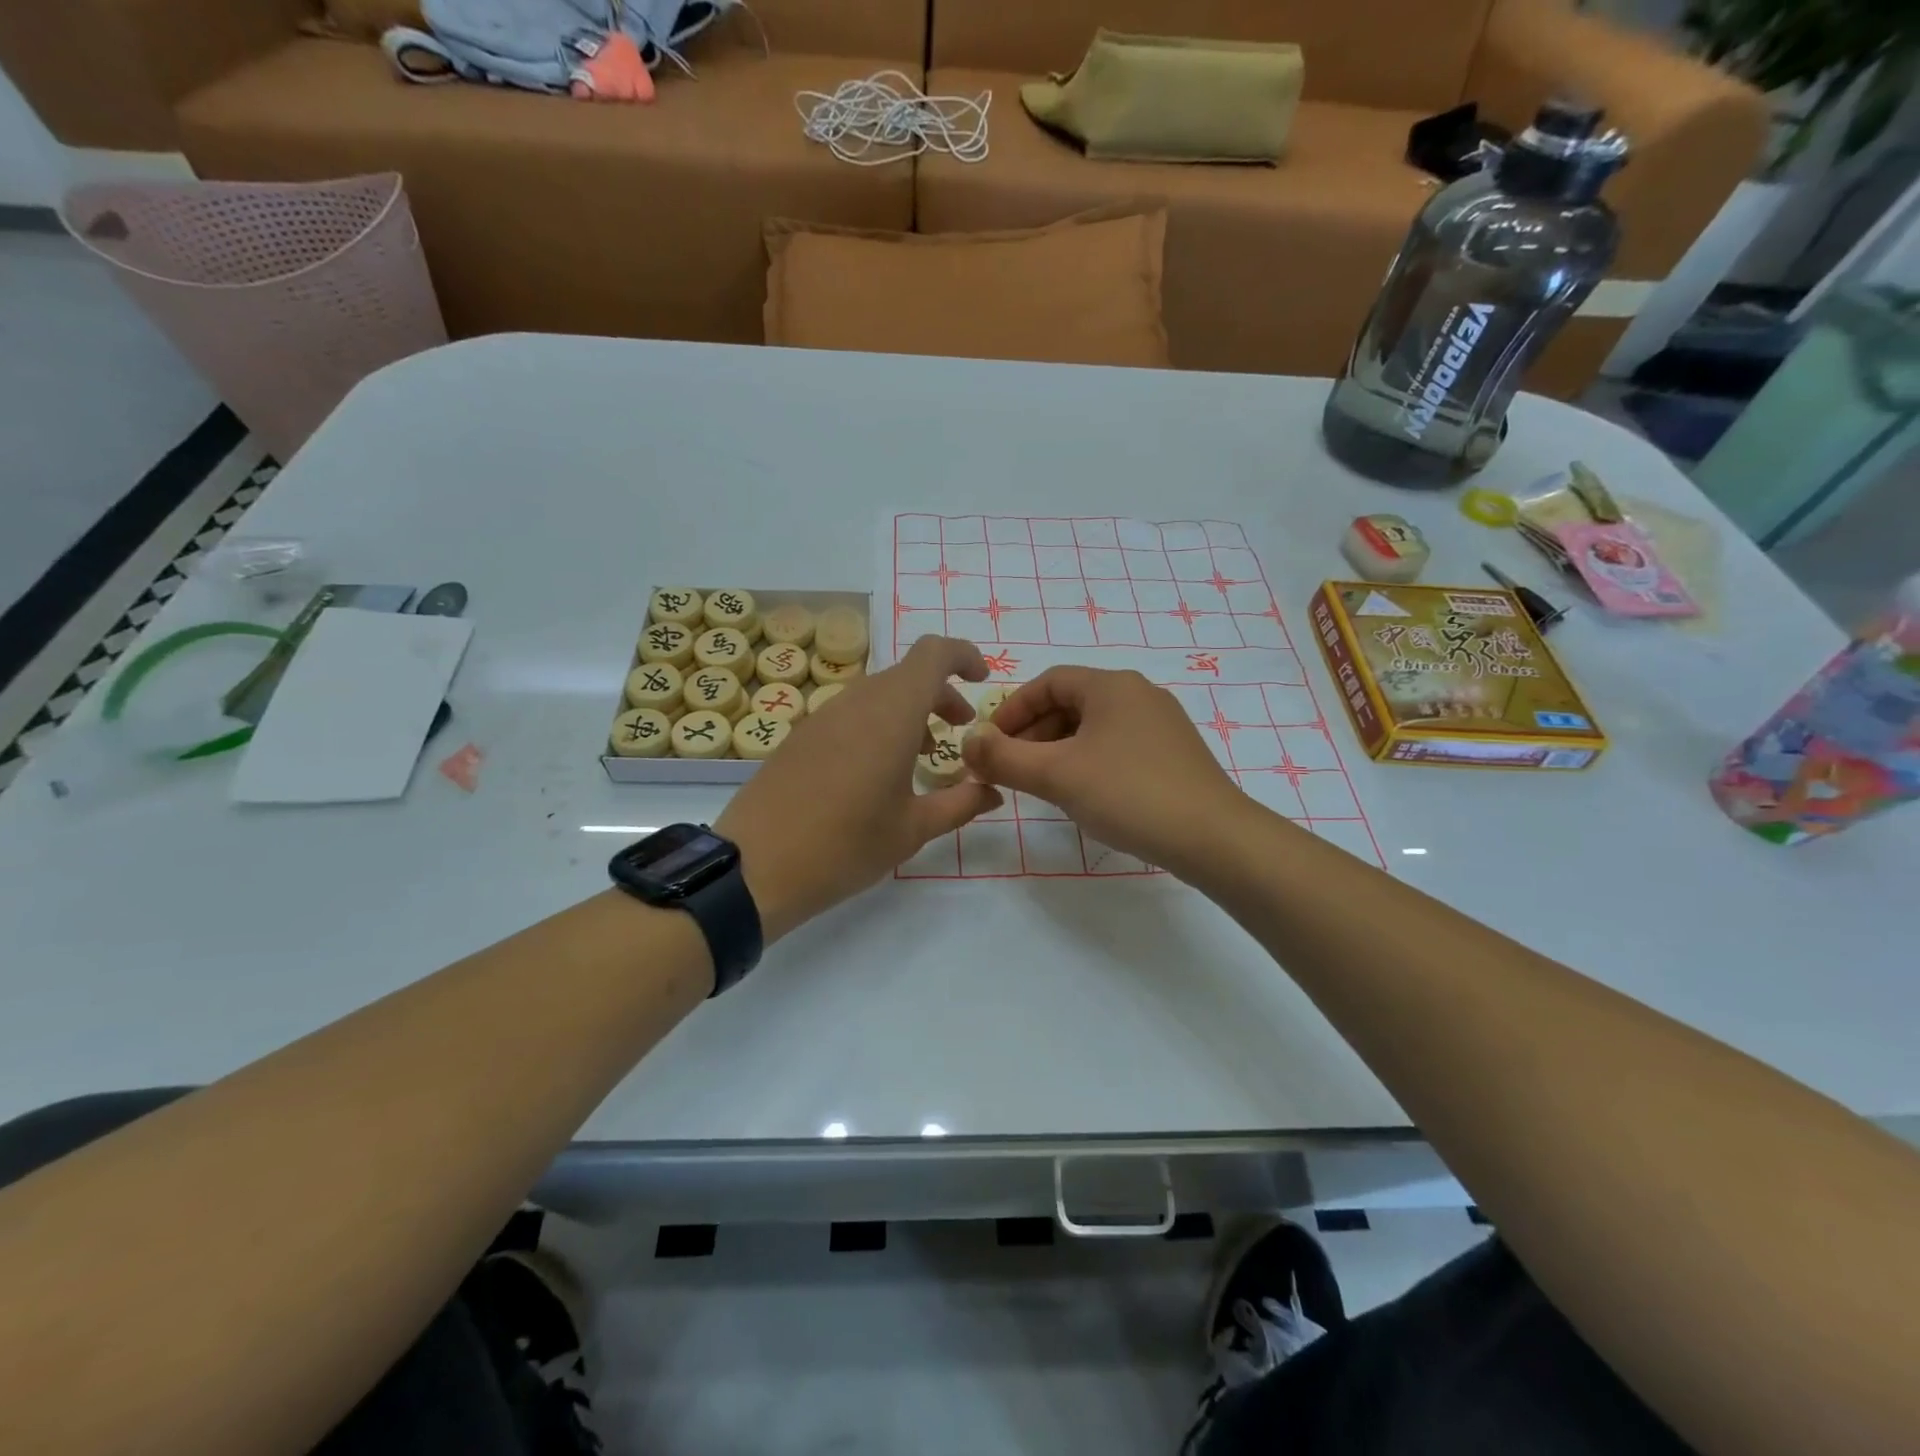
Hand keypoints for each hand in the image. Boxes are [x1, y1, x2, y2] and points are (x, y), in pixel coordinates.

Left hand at [716, 636, 1000, 941]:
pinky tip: (877, 771)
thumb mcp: (913, 830)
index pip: (933, 654)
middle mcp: (857, 701)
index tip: (982, 680)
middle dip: (940, 694)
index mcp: (892, 713)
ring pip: (878, 694)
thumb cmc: (846, 845)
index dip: (963, 656)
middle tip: (959, 729)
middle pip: (907, 675)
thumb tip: (991, 791)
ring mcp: (823, 715)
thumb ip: (960, 803)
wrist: (756, 866)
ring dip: (908, 711)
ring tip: (922, 755)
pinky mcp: (801, 735)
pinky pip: (851, 713)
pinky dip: (878, 724)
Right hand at [962, 667, 1246, 877]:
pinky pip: (1117, 747)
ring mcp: (1161, 725)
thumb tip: (966, 741)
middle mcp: (1139, 695)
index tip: (989, 742)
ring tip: (1040, 785)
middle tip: (1010, 768)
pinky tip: (1082, 795)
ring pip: (1094, 729)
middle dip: (1033, 734)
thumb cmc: (1129, 793)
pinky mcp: (1174, 755)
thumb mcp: (1057, 775)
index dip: (1012, 710)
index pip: (1048, 682)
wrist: (1214, 838)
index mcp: (1112, 686)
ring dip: (1058, 751)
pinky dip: (1088, 763)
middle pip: (1071, 704)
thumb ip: (1004, 757)